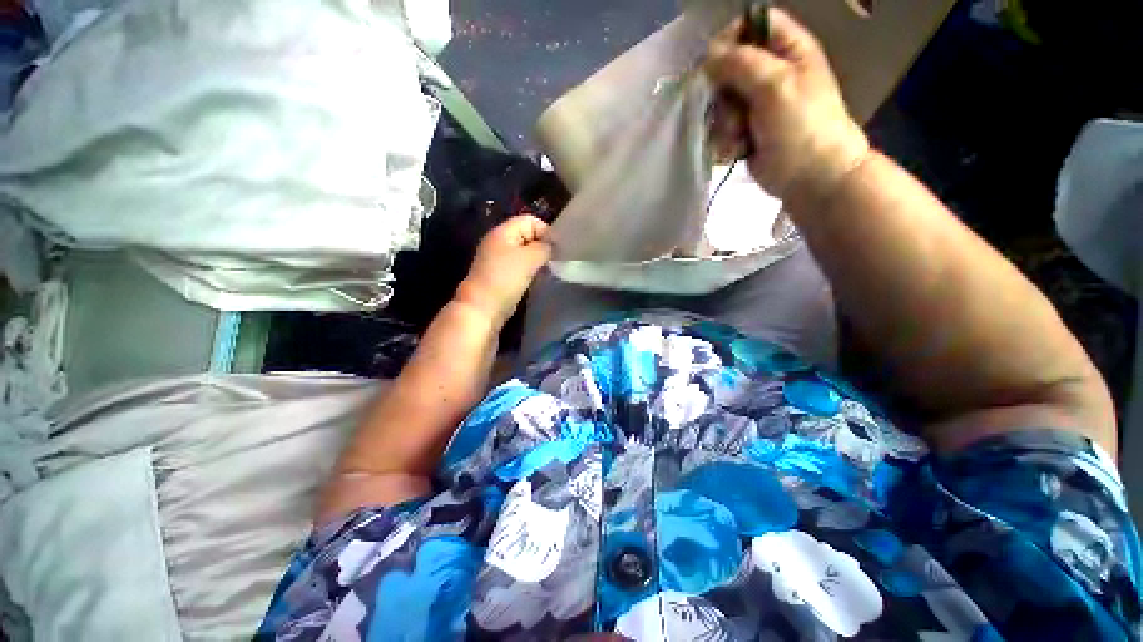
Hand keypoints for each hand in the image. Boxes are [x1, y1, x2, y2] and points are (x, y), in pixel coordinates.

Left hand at [456, 215, 551, 325]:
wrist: (483, 308)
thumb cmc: (505, 279)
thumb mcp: (529, 258)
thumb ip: (545, 247)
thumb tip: (552, 246)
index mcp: (503, 232)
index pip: (530, 220)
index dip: (546, 231)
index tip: (557, 249)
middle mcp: (500, 242)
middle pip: (528, 236)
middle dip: (543, 246)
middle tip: (554, 260)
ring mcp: (499, 259)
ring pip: (525, 253)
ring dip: (538, 260)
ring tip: (548, 270)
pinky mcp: (502, 275)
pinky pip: (521, 266)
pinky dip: (531, 271)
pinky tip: (538, 279)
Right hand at [705, 9, 870, 207]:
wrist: (810, 177)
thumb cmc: (802, 126)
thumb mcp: (776, 85)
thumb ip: (741, 64)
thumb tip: (708, 57)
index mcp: (788, 50)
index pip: (751, 24)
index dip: (730, 39)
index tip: (716, 64)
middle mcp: (770, 72)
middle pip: (728, 67)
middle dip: (724, 93)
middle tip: (734, 110)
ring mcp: (756, 104)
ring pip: (721, 102)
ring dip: (724, 123)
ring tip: (740, 138)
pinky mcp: (745, 131)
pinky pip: (721, 128)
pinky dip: (725, 141)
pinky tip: (736, 151)